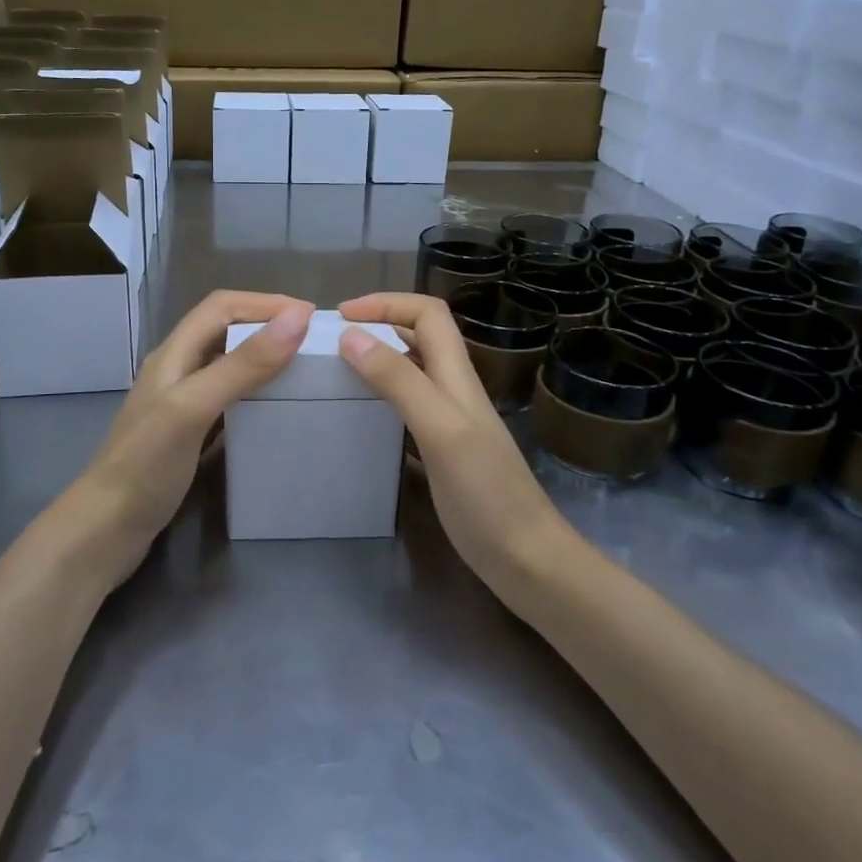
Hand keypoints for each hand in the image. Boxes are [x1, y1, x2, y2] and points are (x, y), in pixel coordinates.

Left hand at [67, 290, 313, 580]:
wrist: (104, 532)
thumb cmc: (146, 465)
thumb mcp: (194, 407)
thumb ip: (243, 364)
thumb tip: (297, 318)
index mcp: (173, 354)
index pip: (221, 306)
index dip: (265, 302)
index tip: (311, 316)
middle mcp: (176, 371)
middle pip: (224, 331)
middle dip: (267, 325)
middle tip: (313, 343)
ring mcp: (180, 405)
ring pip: (227, 365)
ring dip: (262, 358)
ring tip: (302, 371)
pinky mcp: (186, 436)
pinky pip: (228, 401)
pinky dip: (254, 394)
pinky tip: (274, 412)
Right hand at [337, 292, 564, 582]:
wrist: (527, 558)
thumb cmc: (485, 493)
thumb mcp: (440, 430)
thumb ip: (399, 381)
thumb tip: (351, 336)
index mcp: (457, 376)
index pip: (428, 313)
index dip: (388, 302)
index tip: (342, 315)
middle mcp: (455, 390)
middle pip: (421, 335)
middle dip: (380, 323)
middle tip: (334, 340)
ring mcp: (451, 421)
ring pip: (414, 369)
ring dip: (379, 357)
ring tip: (339, 370)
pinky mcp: (444, 450)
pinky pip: (409, 406)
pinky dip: (382, 396)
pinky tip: (361, 416)